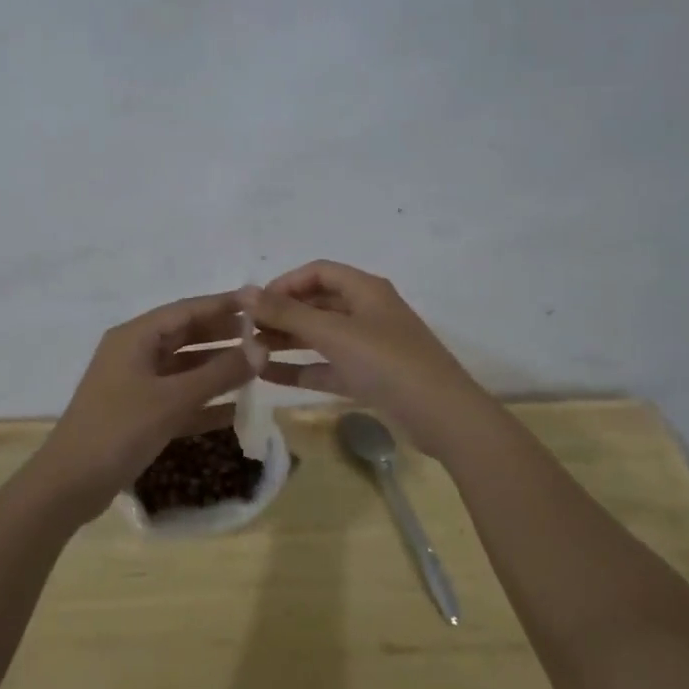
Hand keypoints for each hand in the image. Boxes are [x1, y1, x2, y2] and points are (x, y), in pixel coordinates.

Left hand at [30, 291, 253, 523]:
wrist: (69, 485)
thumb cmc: (119, 430)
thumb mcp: (173, 399)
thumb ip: (219, 373)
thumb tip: (262, 348)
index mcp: (135, 337)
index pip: (187, 310)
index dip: (224, 305)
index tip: (260, 302)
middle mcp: (134, 353)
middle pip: (186, 335)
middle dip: (224, 335)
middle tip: (266, 334)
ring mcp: (135, 384)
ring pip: (184, 367)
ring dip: (218, 368)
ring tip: (259, 367)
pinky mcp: (138, 413)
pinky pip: (179, 397)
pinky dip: (205, 400)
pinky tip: (237, 409)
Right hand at [242, 261, 486, 445]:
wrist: (442, 416)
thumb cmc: (387, 362)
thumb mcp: (334, 333)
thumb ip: (287, 313)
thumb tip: (245, 291)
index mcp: (365, 289)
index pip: (318, 271)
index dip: (285, 282)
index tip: (255, 303)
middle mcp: (367, 311)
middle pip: (317, 303)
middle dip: (282, 314)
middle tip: (247, 331)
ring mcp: (369, 346)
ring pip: (320, 336)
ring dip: (288, 341)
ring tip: (250, 352)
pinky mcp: (369, 377)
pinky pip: (327, 366)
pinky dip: (302, 368)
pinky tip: (269, 376)